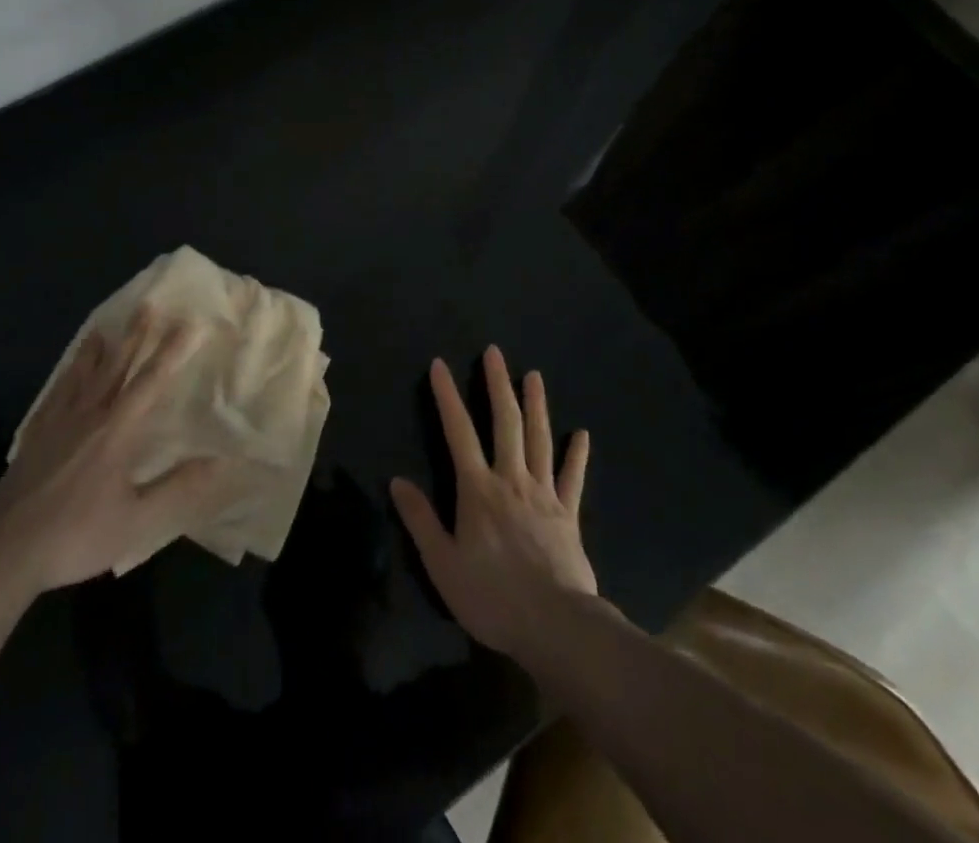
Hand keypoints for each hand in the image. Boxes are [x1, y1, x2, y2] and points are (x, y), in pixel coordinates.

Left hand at [0, 308, 224, 595]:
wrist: (4, 553)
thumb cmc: (76, 536)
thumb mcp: (137, 522)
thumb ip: (179, 489)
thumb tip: (220, 461)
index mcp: (116, 432)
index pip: (150, 382)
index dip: (172, 352)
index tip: (189, 323)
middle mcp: (87, 416)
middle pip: (115, 367)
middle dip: (134, 336)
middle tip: (147, 305)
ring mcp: (56, 424)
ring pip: (81, 375)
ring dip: (97, 350)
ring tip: (104, 328)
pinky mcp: (34, 437)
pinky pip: (55, 394)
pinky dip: (65, 376)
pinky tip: (66, 374)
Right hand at [390, 346, 594, 659]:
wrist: (556, 626)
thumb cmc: (492, 597)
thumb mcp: (442, 564)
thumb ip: (421, 520)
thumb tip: (397, 481)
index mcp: (478, 489)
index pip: (458, 431)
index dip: (447, 396)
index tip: (440, 365)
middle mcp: (511, 479)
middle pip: (505, 422)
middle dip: (498, 384)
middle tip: (494, 353)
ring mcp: (544, 494)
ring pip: (540, 439)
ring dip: (536, 405)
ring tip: (534, 376)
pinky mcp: (568, 515)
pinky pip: (573, 478)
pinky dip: (577, 454)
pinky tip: (581, 434)